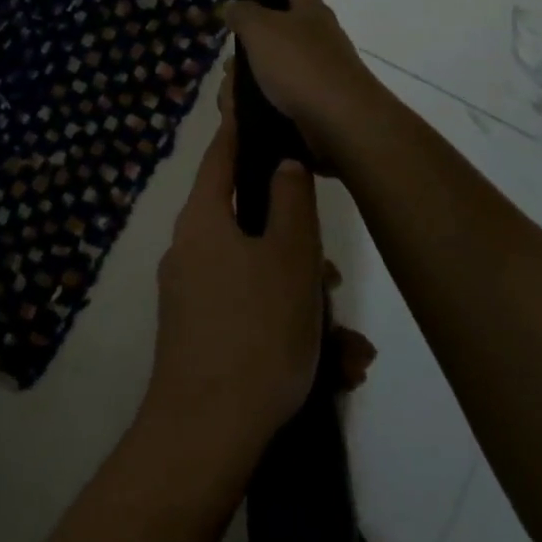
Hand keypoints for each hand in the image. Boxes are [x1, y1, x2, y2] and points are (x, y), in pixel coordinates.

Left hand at [142, 113, 324, 464]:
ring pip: (259, 278)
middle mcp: (190, 250)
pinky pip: (252, 316)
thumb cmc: (256, 331)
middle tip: (334, 279)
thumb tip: (282, 162)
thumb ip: (290, 202)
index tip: (254, 106)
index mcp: (203, 220)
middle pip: (249, 225)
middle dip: (299, 249)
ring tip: (350, 350)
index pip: (221, 155)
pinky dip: (289, 332)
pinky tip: (334, 372)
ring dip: (306, 304)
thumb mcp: (289, 258)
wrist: (207, 435)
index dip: (240, 129)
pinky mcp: (201, 337)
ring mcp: (192, 296)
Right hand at [221, 0, 388, 168]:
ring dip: (252, 73)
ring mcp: (320, 70)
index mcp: (309, 9)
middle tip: (229, 52)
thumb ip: (243, 14)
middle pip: (280, 23)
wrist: (342, 125)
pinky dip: (262, 99)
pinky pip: (282, 94)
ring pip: (276, 62)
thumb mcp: (261, 30)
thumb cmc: (301, 66)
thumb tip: (233, 6)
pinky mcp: (317, 102)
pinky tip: (246, 110)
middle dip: (250, 37)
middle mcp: (318, 35)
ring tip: (230, 90)